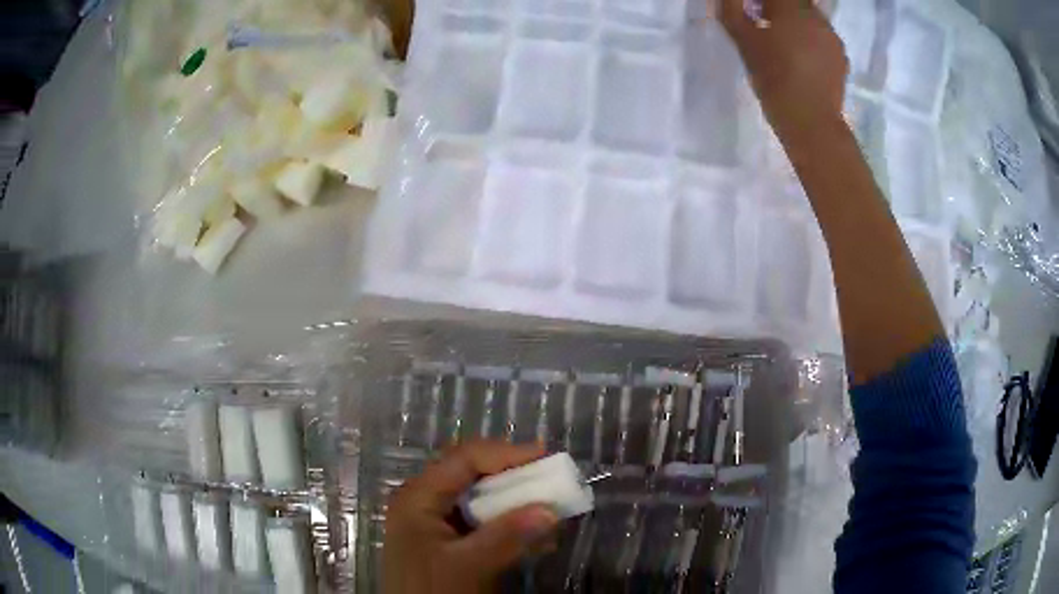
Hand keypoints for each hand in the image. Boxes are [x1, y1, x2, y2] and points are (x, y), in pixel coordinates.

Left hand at [382, 441, 559, 593]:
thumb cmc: (431, 591)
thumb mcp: (468, 566)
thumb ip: (507, 536)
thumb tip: (551, 509)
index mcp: (419, 497)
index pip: (464, 459)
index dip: (505, 453)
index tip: (545, 456)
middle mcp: (425, 501)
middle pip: (472, 475)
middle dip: (514, 478)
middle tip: (551, 479)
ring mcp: (436, 522)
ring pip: (481, 499)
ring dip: (516, 504)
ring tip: (550, 511)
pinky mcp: (448, 542)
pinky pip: (482, 523)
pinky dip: (509, 526)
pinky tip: (536, 540)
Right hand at [716, 0, 848, 137]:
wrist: (811, 122)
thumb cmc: (774, 77)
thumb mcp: (744, 41)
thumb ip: (732, 10)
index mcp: (793, 8)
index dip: (762, 1)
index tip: (752, 11)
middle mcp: (817, 17)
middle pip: (796, 2)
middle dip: (779, 8)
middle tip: (763, 23)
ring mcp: (832, 38)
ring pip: (811, 20)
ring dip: (796, 24)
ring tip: (782, 44)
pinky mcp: (841, 59)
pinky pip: (822, 39)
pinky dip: (810, 41)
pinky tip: (801, 60)